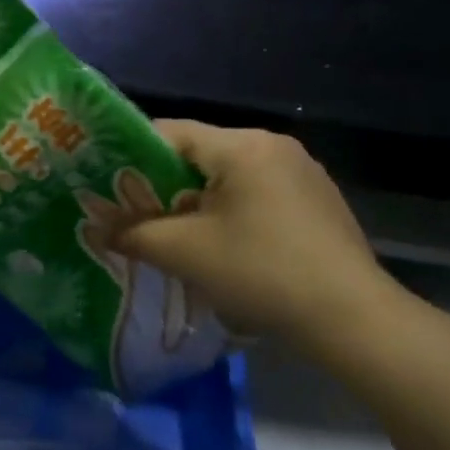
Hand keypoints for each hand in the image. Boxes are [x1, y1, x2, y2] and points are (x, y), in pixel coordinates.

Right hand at [111, 122, 395, 352]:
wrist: (350, 317)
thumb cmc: (260, 272)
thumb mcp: (183, 252)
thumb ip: (132, 233)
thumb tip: (98, 228)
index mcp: (242, 146)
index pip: (170, 132)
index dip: (130, 155)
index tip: (106, 183)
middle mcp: (274, 145)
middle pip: (199, 154)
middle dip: (161, 183)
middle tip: (133, 214)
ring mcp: (301, 172)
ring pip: (226, 175)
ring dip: (194, 200)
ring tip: (172, 234)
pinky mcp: (316, 199)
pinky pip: (255, 192)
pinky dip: (228, 210)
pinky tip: (222, 245)